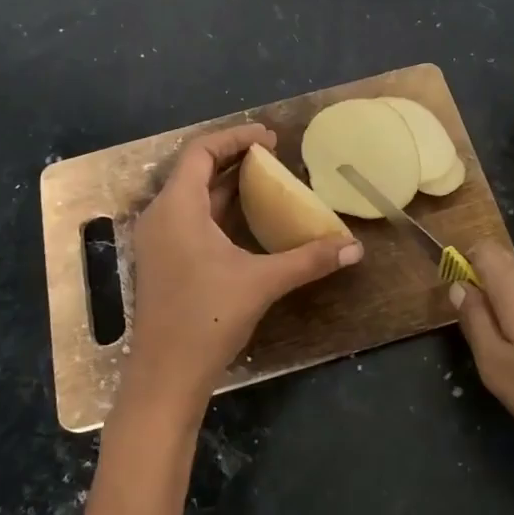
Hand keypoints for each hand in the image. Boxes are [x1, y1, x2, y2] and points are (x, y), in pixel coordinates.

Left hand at [121, 124, 361, 423]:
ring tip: (265, 178)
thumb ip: (309, 259)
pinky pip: (189, 216)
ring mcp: (158, 240)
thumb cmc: (207, 319)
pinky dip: (217, 206)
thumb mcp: (262, 282)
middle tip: (273, 154)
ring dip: (225, 182)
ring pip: (191, 194)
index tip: (270, 137)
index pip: (201, 151)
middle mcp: (161, 216)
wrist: (165, 377)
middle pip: (194, 169)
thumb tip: (355, 248)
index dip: (235, 137)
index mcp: (177, 208)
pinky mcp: (163, 260)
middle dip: (233, 156)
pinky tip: (245, 217)